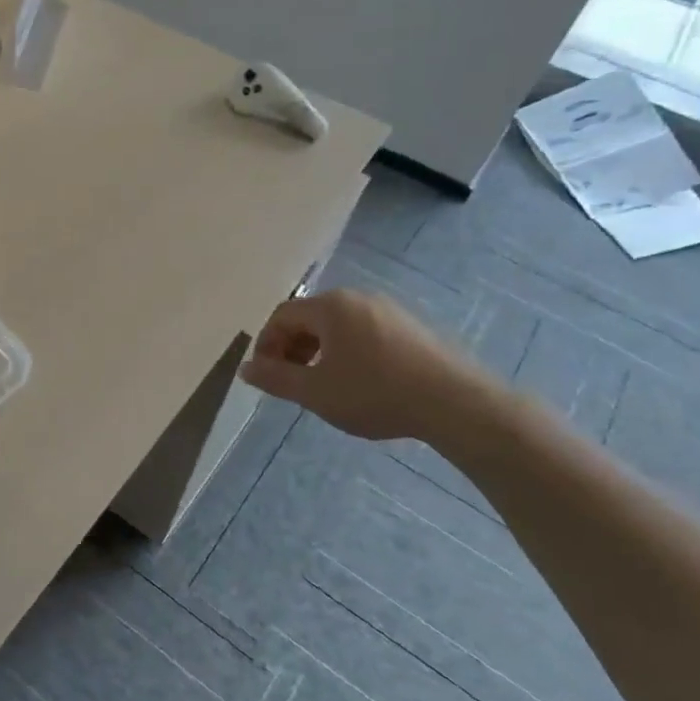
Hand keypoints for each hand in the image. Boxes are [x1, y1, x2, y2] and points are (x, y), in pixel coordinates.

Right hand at [239, 290, 483, 442]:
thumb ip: (275, 378)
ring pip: (337, 326)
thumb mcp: (315, 392)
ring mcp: (388, 310)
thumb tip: (245, 368)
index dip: (266, 344)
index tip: (266, 375)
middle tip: (291, 381)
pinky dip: (347, 351)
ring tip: (322, 384)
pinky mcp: (411, 327)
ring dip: (319, 351)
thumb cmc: (374, 393)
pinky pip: (364, 332)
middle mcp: (357, 298)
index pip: (282, 315)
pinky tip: (358, 382)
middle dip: (292, 348)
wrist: (454, 402)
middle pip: (309, 317)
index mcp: (330, 306)